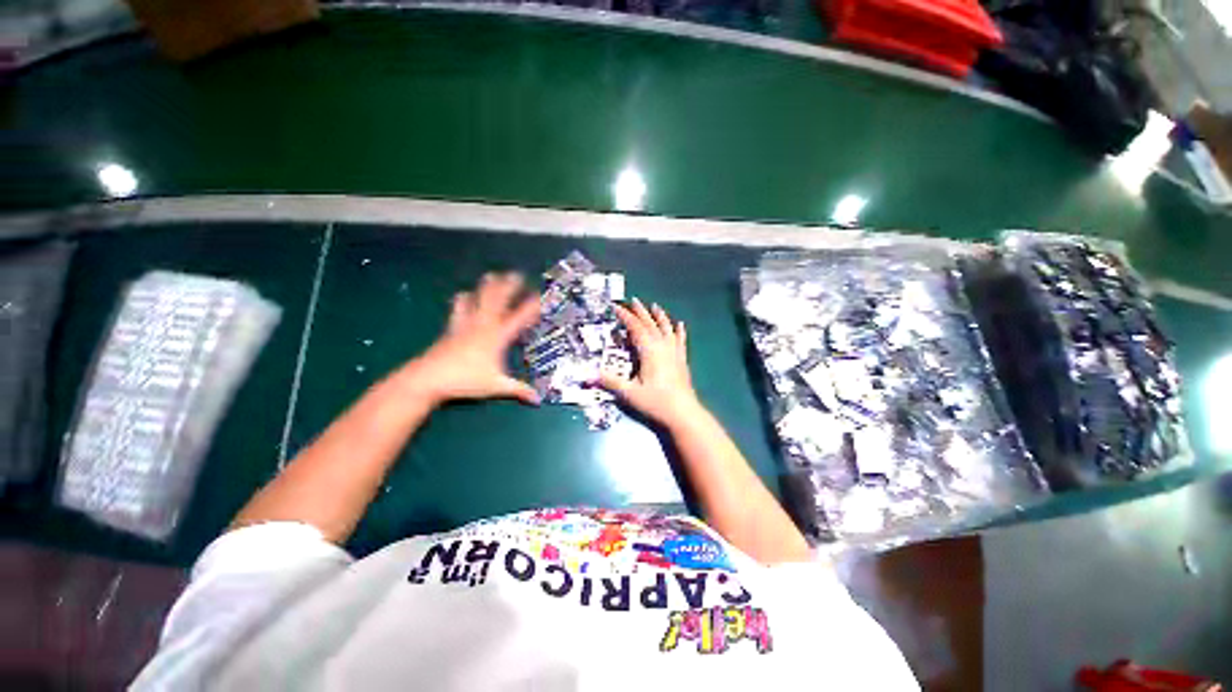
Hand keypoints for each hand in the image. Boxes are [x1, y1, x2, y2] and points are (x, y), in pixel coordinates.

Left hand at [403, 272, 541, 405]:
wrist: (429, 378)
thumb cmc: (466, 380)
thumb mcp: (496, 386)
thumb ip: (518, 390)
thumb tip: (538, 400)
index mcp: (497, 337)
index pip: (519, 317)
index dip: (531, 306)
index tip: (540, 296)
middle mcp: (483, 325)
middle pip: (497, 300)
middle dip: (508, 286)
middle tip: (516, 274)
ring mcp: (466, 325)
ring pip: (478, 299)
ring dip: (486, 287)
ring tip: (491, 275)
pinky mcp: (452, 328)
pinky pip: (459, 309)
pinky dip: (464, 300)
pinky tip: (463, 295)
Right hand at [599, 299, 703, 426]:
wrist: (683, 413)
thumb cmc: (656, 402)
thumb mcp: (630, 393)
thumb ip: (610, 382)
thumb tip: (588, 375)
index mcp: (649, 351)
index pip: (635, 328)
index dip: (625, 316)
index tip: (616, 307)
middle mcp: (663, 347)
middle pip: (651, 324)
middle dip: (641, 312)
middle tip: (633, 300)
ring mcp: (674, 352)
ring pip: (666, 328)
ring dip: (659, 316)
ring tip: (655, 306)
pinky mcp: (681, 360)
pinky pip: (680, 340)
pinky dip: (679, 331)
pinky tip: (680, 325)